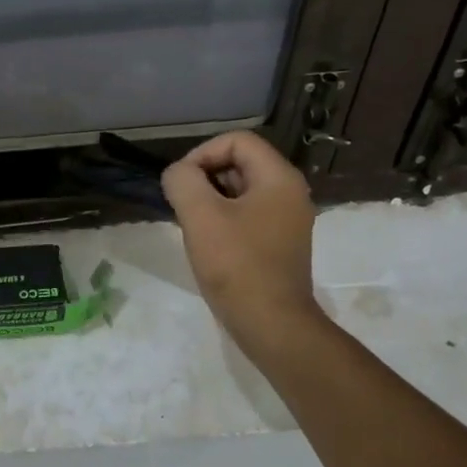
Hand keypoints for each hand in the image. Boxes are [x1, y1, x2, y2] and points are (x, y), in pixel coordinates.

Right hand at [161, 131, 321, 353]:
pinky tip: (207, 244)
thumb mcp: (200, 216)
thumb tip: (177, 175)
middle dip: (204, 178)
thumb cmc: (237, 266)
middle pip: (239, 163)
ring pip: (240, 191)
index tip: (181, 183)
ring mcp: (287, 220)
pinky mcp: (279, 244)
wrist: (272, 325)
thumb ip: (182, 181)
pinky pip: (246, 216)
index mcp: (279, 178)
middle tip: (182, 206)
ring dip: (210, 200)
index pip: (236, 141)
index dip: (202, 153)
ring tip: (192, 226)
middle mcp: (289, 193)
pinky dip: (223, 220)